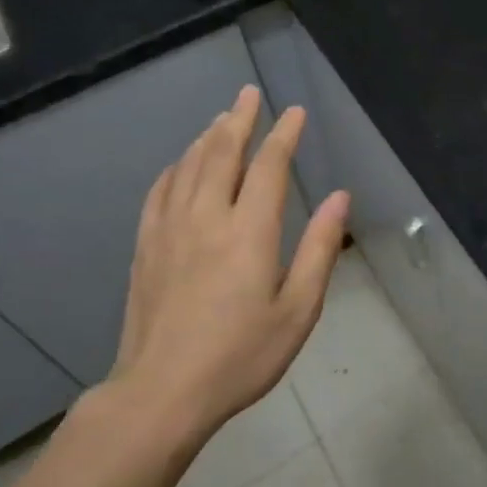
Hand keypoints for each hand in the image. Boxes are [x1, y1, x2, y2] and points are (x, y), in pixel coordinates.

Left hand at [110, 84, 349, 444]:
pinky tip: (180, 164)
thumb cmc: (240, 356)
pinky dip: (174, 168)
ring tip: (221, 118)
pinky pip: (160, 192)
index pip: (269, 166)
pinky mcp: (146, 247)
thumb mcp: (297, 310)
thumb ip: (319, 249)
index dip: (284, 135)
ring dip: (208, 137)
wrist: (162, 393)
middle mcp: (207, 217)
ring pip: (189, 166)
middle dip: (240, 119)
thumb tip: (340, 198)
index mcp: (249, 231)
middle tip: (249, 93)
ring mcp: (170, 230)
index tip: (295, 112)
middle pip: (222, 152)